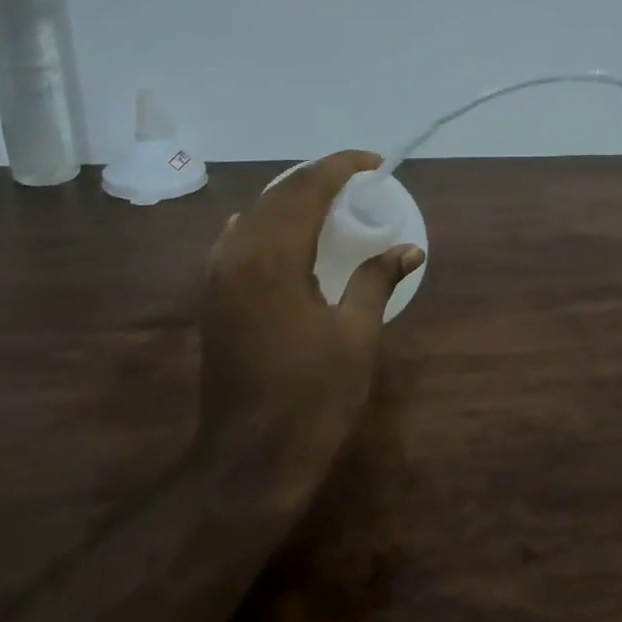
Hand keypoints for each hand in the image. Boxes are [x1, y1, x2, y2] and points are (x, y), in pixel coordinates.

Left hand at [200, 151, 424, 457]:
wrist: (249, 457)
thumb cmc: (312, 398)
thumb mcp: (356, 337)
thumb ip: (376, 281)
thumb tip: (409, 250)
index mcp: (275, 259)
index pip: (307, 189)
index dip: (341, 167)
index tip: (374, 164)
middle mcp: (238, 256)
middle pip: (277, 195)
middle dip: (317, 178)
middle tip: (357, 181)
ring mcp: (218, 278)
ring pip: (253, 215)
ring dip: (290, 200)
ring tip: (326, 203)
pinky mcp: (213, 300)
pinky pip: (235, 242)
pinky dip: (264, 225)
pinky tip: (278, 235)